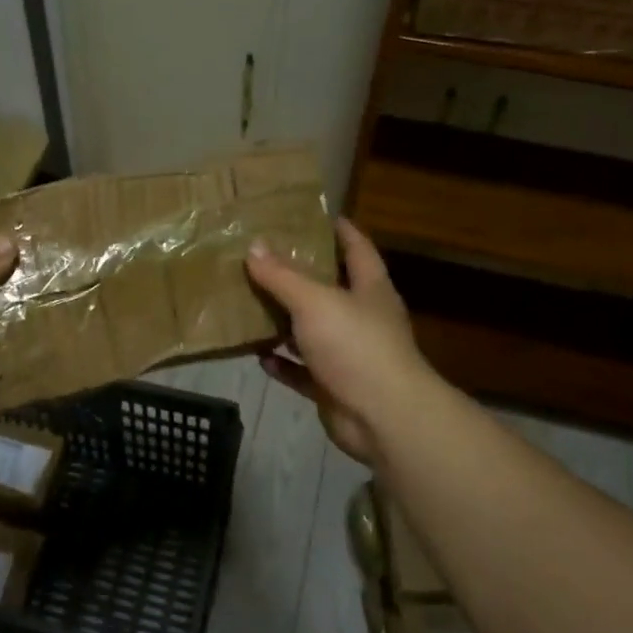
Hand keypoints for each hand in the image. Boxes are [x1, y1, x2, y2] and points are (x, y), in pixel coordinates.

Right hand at [245, 218, 435, 466]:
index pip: (357, 247)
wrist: (382, 418)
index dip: (338, 229)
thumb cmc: (355, 346)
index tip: (310, 214)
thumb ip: (283, 276)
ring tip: (249, 301)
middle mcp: (362, 317)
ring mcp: (349, 354)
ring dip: (285, 320)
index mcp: (369, 288)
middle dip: (299, 274)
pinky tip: (258, 355)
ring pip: (312, 330)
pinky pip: (302, 370)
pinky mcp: (334, 386)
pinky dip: (283, 363)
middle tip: (262, 256)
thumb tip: (254, 246)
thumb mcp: (315, 302)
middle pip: (330, 288)